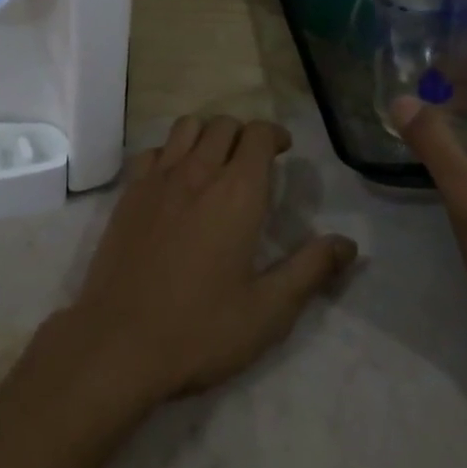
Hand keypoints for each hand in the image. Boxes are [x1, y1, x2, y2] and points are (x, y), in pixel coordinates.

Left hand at [55, 116, 357, 411]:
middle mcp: (198, 171)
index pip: (258, 134)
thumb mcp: (267, 311)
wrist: (118, 342)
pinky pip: (153, 150)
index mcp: (237, 192)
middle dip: (244, 134)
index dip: (274, 135)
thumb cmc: (200, 329)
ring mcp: (158, 178)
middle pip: (224, 124)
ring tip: (214, 162)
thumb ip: (310, 270)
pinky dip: (170, 152)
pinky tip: (174, 180)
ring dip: (207, 134)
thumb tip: (349, 244)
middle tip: (253, 162)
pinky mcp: (129, 192)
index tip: (284, 151)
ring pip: (187, 127)